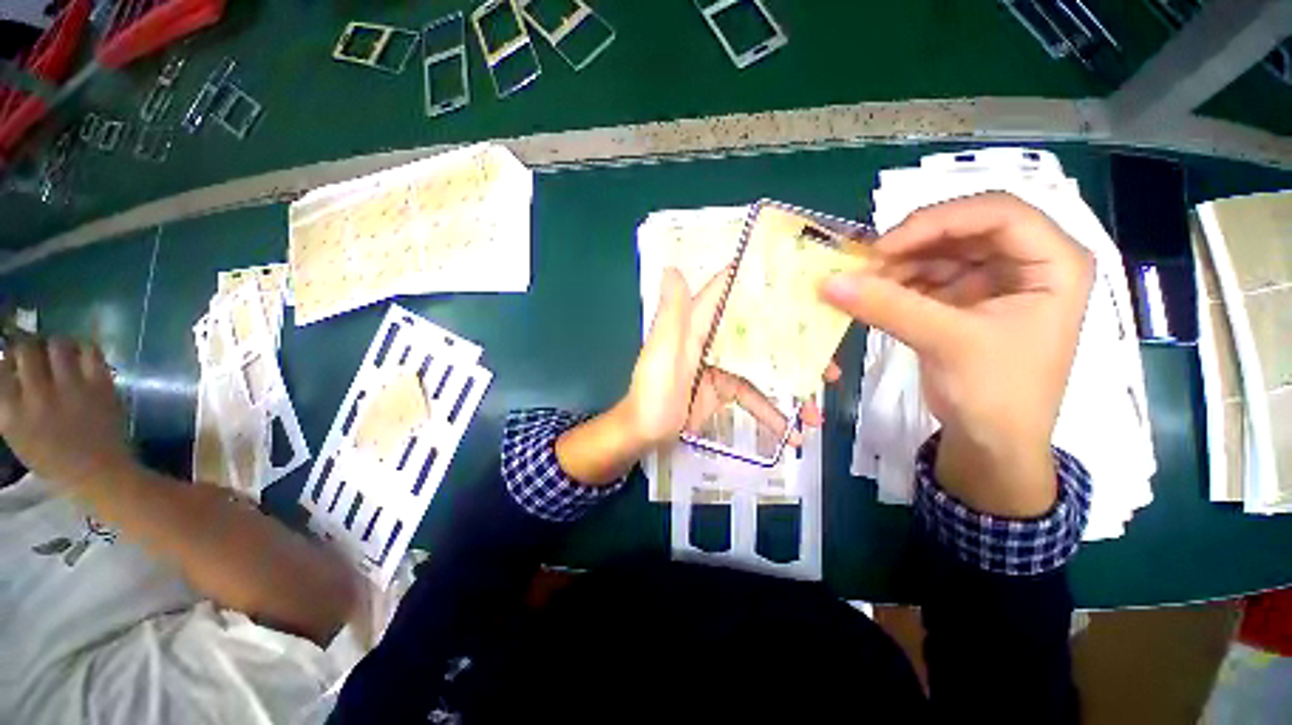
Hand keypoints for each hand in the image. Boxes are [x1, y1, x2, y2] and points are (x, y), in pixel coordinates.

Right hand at [0, 338, 135, 489]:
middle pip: (27, 349)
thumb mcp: (18, 435)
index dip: (7, 358)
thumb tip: (8, 367)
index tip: (13, 360)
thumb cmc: (55, 460)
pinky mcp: (100, 386)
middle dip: (29, 347)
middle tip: (36, 353)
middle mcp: (37, 396)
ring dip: (57, 345)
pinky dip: (85, 348)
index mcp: (12, 413)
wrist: (100, 474)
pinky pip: (90, 350)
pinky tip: (82, 357)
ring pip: (57, 344)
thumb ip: (9, 402)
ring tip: (59, 354)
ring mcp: (71, 389)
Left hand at [557, 267, 832, 485]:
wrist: (644, 434)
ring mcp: (720, 366)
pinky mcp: (723, 390)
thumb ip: (672, 313)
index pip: (728, 291)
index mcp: (696, 323)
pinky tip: (791, 433)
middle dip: (794, 342)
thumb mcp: (661, 352)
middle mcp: (711, 338)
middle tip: (830, 356)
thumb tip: (672, 268)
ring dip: (790, 387)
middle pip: (757, 331)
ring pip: (762, 367)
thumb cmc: (652, 392)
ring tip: (817, 410)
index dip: (758, 280)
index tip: (799, 277)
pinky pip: (753, 396)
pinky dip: (771, 412)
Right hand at [822, 193, 1093, 515]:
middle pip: (965, 229)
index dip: (940, 221)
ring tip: (862, 283)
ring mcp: (994, 281)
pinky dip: (896, 283)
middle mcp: (1026, 262)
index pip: (999, 213)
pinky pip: (926, 278)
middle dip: (912, 244)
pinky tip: (871, 295)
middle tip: (865, 264)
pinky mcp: (964, 300)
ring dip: (898, 265)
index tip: (885, 247)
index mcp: (1054, 263)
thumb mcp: (947, 343)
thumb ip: (888, 307)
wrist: (992, 443)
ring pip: (940, 252)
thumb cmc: (995, 393)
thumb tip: (828, 282)